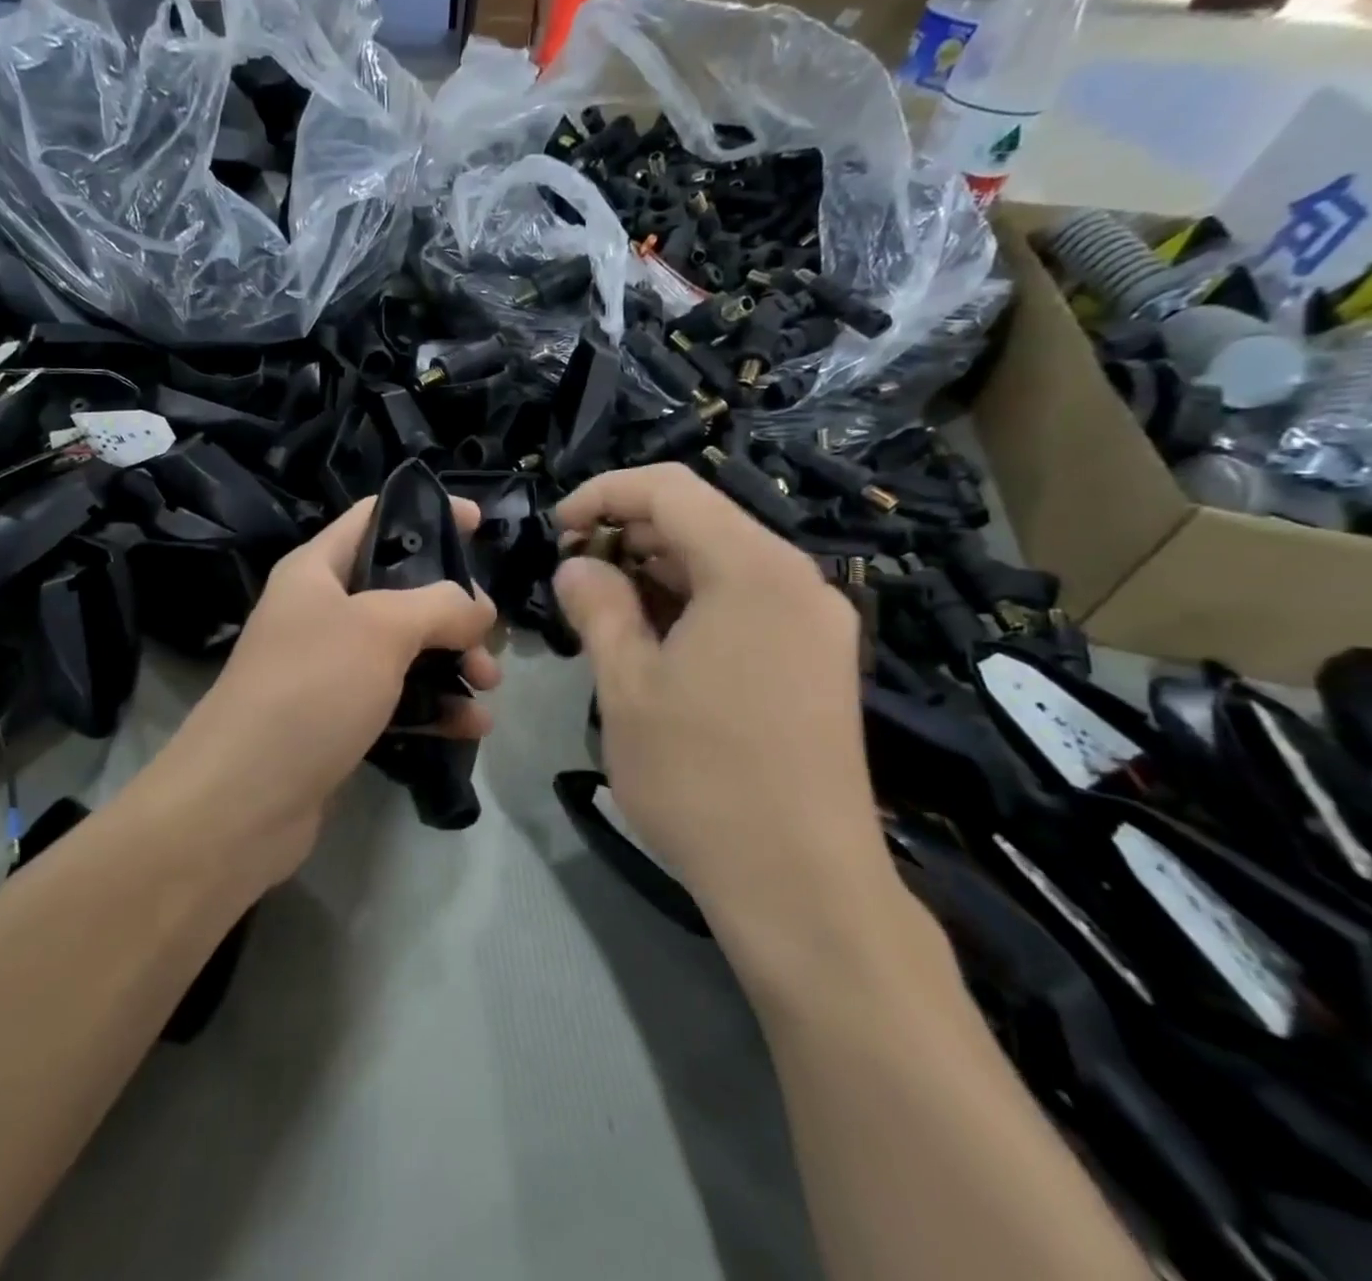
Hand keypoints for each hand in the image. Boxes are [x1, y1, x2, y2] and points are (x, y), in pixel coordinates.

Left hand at [161, 495, 499, 886]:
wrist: (243, 802)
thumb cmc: (310, 690)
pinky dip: (435, 708)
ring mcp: (329, 670)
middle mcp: (321, 613)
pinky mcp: (339, 721)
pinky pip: (398, 701)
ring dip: (453, 663)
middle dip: (453, 609)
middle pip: (401, 590)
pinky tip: (471, 726)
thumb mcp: (381, 628)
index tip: (481, 523)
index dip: (428, 513)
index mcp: (317, 570)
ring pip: (406, 650)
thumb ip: (440, 605)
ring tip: (489, 686)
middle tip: (489, 636)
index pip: (375, 518)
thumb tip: (478, 609)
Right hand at [552, 464, 895, 964]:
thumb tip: (576, 566)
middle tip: (573, 575)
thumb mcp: (627, 686)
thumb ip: (598, 608)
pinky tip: (657, 639)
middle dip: (629, 533)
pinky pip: (749, 601)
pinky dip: (696, 602)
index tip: (556, 529)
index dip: (603, 494)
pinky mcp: (821, 660)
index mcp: (752, 569)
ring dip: (660, 570)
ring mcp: (818, 622)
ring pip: (725, 561)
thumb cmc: (702, 779)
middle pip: (702, 519)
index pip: (669, 489)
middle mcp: (798, 579)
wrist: (804, 888)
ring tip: (606, 607)